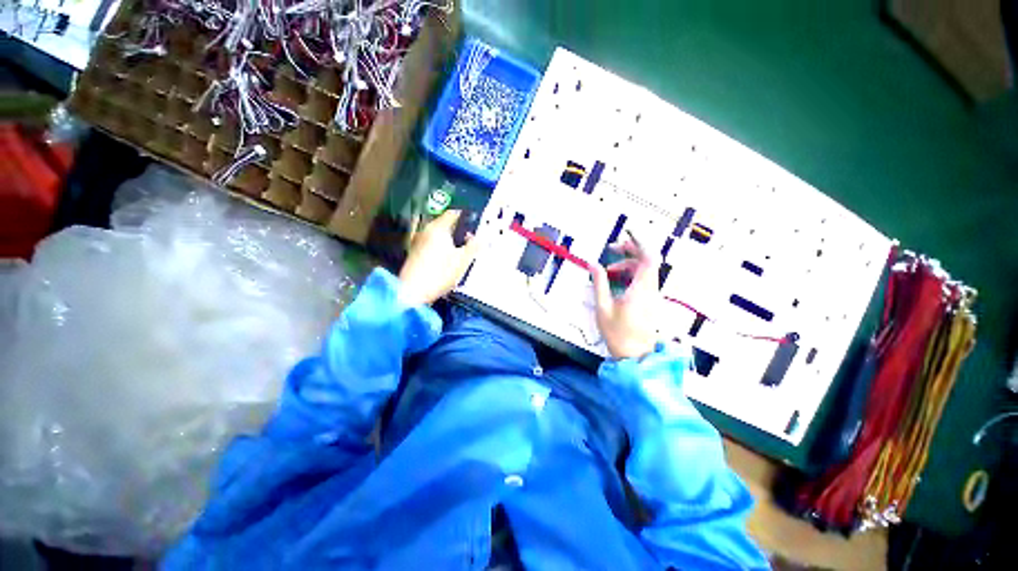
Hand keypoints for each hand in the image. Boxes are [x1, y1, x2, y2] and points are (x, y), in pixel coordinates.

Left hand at [399, 210, 479, 304]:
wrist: (412, 292)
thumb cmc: (439, 274)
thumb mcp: (463, 260)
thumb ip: (474, 247)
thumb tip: (481, 239)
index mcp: (438, 228)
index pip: (453, 213)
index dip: (465, 216)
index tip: (473, 220)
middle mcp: (426, 231)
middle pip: (445, 224)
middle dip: (458, 229)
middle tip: (470, 237)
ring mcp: (418, 242)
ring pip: (438, 235)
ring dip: (449, 239)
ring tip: (461, 249)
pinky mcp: (415, 254)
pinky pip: (431, 245)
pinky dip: (441, 248)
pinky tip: (447, 259)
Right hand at [590, 240, 661, 359]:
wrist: (636, 357)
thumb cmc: (618, 334)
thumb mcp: (603, 307)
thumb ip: (599, 283)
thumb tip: (593, 264)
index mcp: (641, 289)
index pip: (648, 257)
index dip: (640, 241)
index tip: (627, 232)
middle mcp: (651, 289)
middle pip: (647, 260)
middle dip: (630, 250)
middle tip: (612, 248)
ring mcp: (652, 295)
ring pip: (645, 269)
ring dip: (628, 264)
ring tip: (609, 270)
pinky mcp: (650, 300)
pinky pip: (643, 279)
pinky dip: (630, 274)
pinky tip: (616, 281)